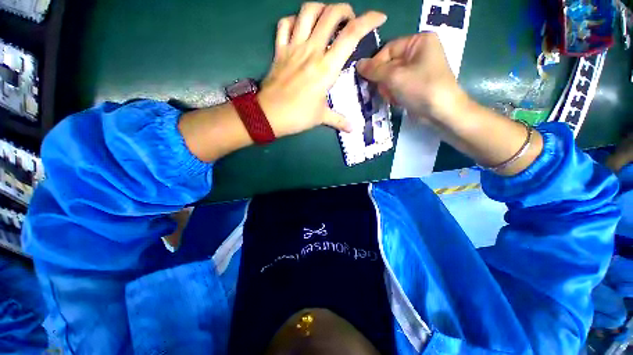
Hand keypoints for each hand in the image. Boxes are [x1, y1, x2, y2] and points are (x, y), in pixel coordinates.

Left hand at [258, 2, 386, 136]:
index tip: (379, 17)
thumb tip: (353, 129)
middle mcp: (312, 50)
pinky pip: (284, 25)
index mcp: (326, 68)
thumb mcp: (321, 118)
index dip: (369, 20)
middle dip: (345, 10)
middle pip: (331, 13)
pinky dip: (293, 20)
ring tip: (326, 18)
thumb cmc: (298, 116)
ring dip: (321, 8)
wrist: (269, 115)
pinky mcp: (279, 50)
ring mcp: (293, 47)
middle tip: (349, 21)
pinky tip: (299, 28)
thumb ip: (339, 120)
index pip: (352, 35)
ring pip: (307, 11)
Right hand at [356, 32, 467, 125]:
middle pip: (389, 64)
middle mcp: (419, 52)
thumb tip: (358, 64)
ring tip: (393, 97)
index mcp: (419, 41)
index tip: (367, 78)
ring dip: (388, 89)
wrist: (441, 112)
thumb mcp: (395, 77)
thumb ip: (374, 70)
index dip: (376, 64)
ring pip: (391, 77)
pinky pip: (397, 85)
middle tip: (385, 90)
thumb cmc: (421, 89)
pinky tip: (398, 100)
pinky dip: (394, 94)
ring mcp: (418, 69)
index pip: (388, 49)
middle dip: (384, 80)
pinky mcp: (415, 84)